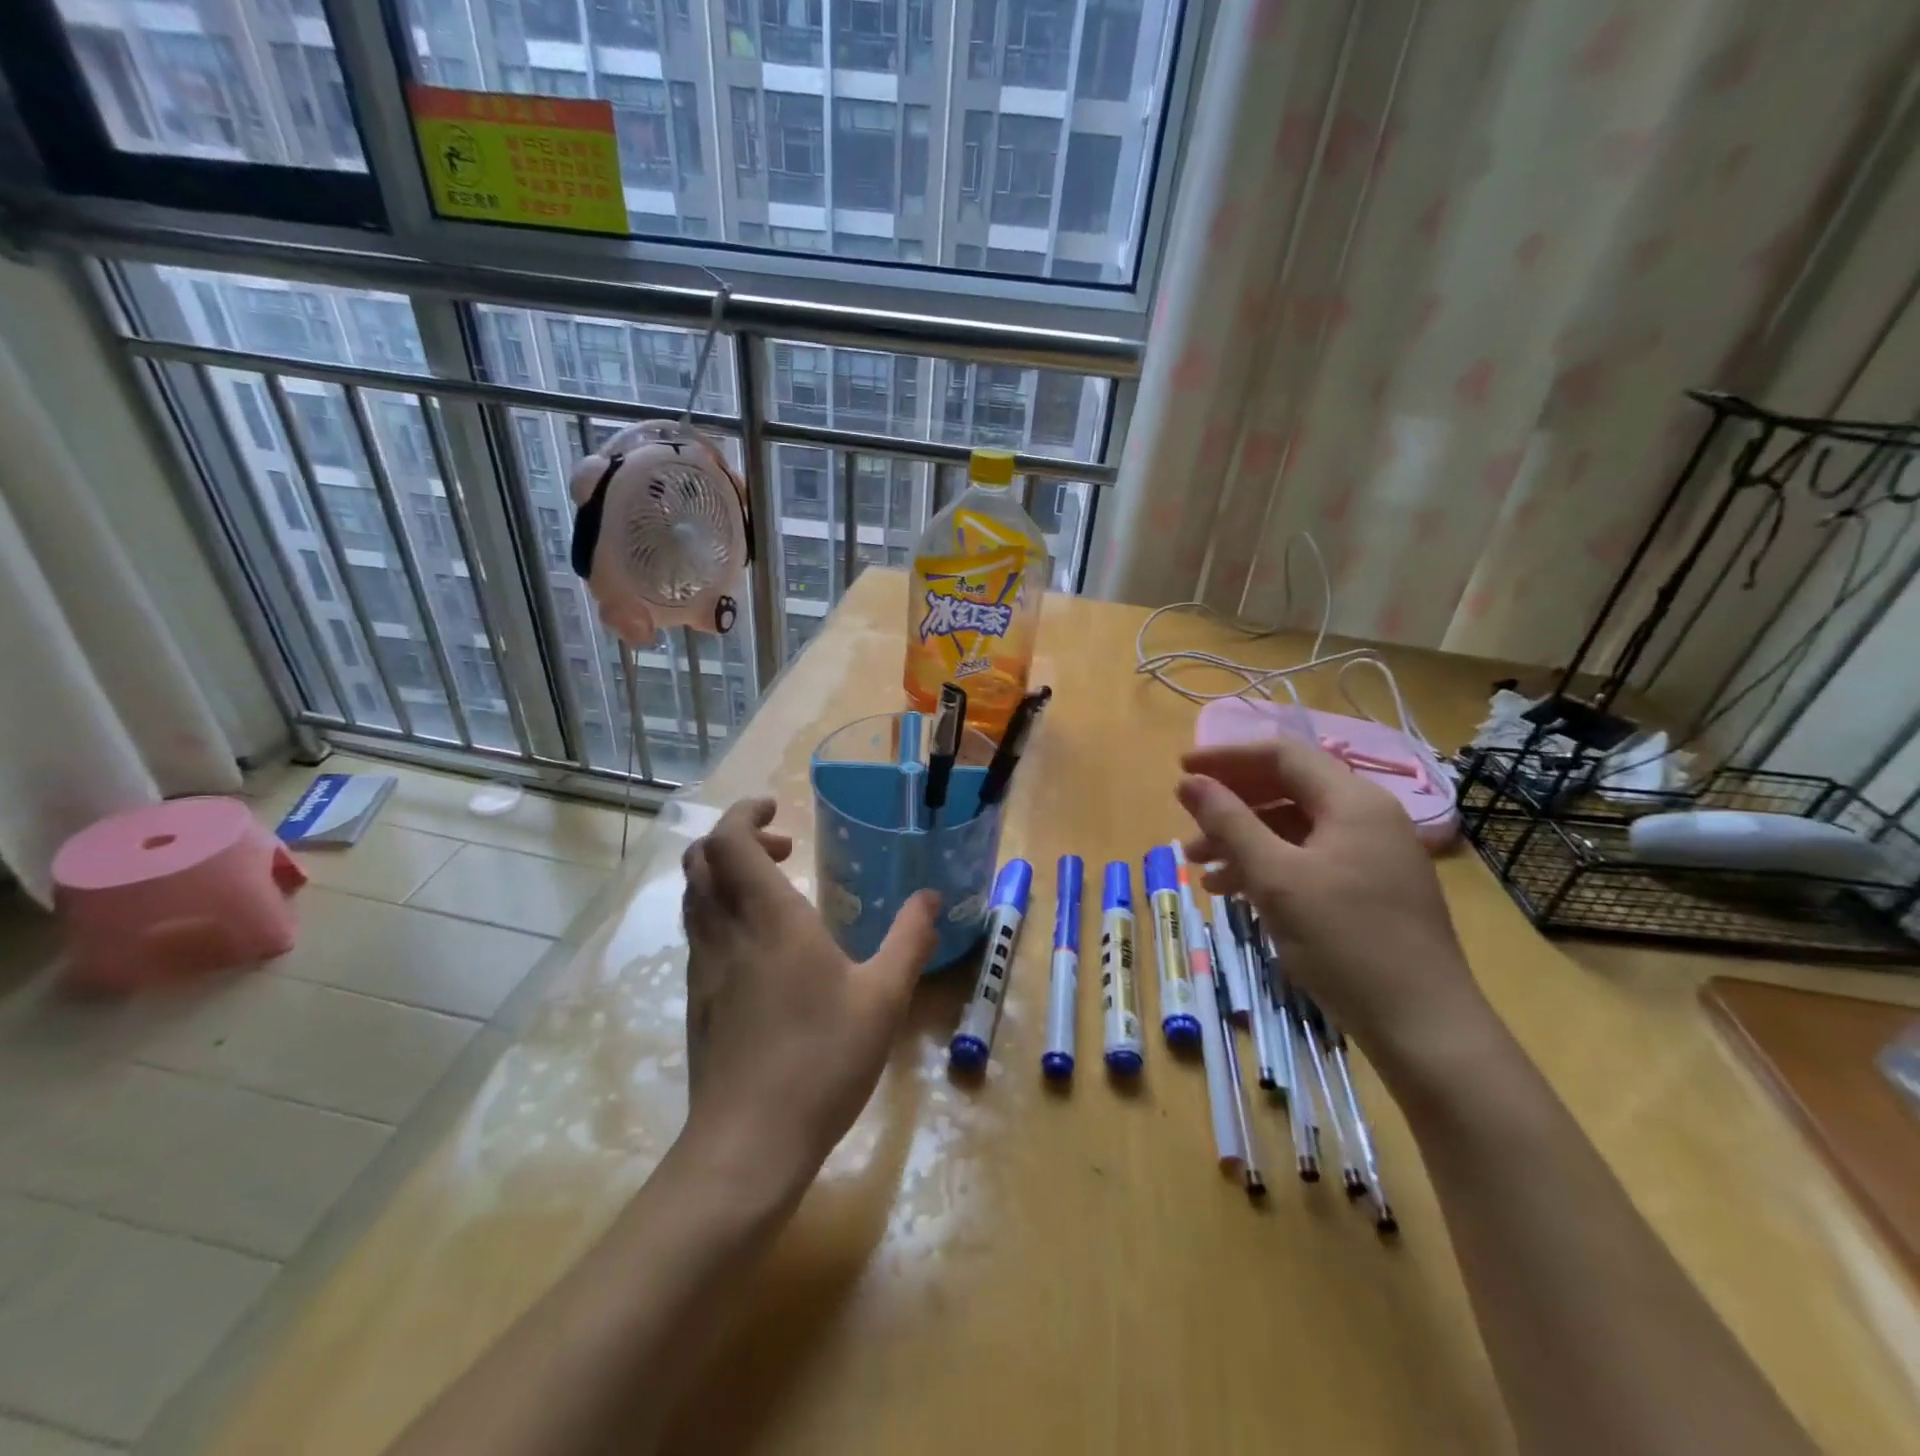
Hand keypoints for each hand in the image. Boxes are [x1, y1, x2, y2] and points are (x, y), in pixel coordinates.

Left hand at [679, 798, 939, 1198]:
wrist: (748, 1144)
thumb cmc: (821, 1060)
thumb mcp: (883, 998)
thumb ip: (909, 941)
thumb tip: (931, 897)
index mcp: (767, 918)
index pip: (729, 840)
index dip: (745, 814)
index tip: (777, 810)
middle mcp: (725, 932)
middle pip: (700, 860)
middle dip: (736, 839)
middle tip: (782, 849)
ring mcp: (703, 967)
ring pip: (695, 896)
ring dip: (726, 875)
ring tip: (775, 891)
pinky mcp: (697, 1000)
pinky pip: (699, 932)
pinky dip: (722, 912)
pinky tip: (762, 947)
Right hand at [1176, 737, 1495, 1079]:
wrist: (1423, 1026)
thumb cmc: (1344, 941)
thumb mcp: (1275, 877)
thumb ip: (1229, 822)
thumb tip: (1189, 781)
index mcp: (1352, 801)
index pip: (1281, 755)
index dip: (1227, 758)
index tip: (1181, 770)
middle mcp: (1368, 817)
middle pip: (1287, 789)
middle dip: (1232, 805)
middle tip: (1188, 825)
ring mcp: (1373, 855)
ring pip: (1295, 828)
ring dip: (1244, 840)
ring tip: (1200, 868)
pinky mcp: (1371, 889)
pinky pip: (1310, 858)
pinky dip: (1270, 866)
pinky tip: (1235, 891)